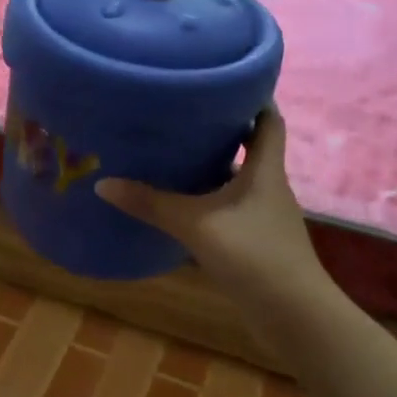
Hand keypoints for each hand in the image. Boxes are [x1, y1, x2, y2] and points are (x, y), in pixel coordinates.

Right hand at [96, 108, 325, 304]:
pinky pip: (232, 210)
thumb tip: (103, 183)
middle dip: (224, 131)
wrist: (293, 315)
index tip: (227, 81)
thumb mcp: (196, 224)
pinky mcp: (259, 244)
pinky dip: (212, 202)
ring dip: (216, 169)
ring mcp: (266, 218)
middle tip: (184, 116)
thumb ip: (151, 204)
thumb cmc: (253, 255)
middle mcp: (270, 188)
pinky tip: (184, 208)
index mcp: (265, 171)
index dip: (255, 98)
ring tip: (176, 156)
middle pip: (253, 149)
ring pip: (240, 182)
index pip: (269, 121)